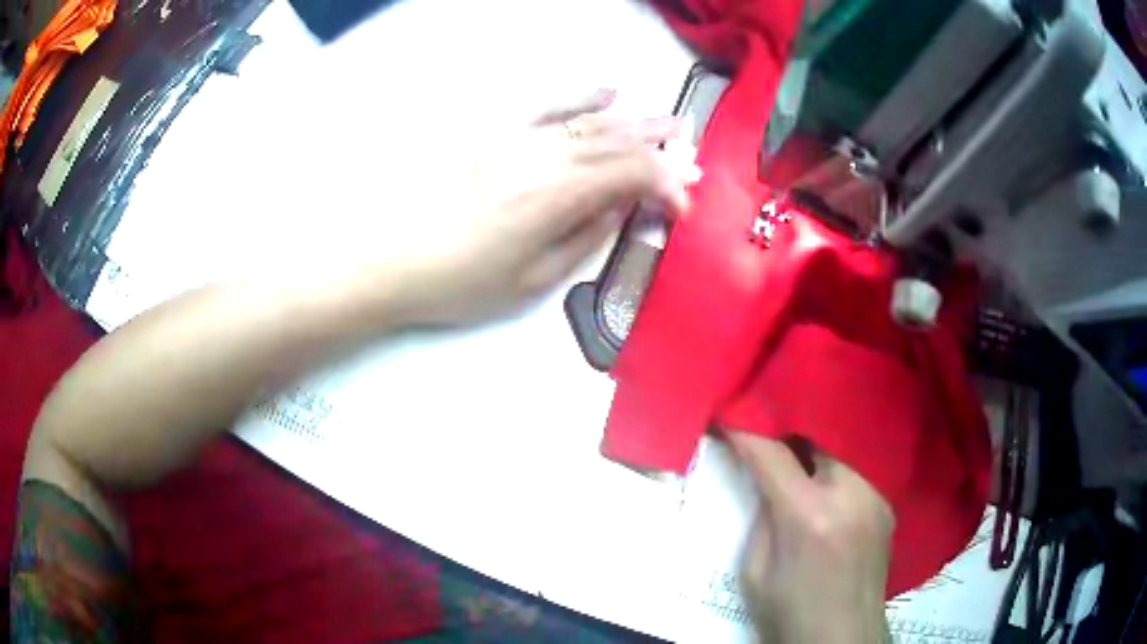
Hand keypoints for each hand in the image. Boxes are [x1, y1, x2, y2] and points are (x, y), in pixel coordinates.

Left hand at [394, 89, 694, 324]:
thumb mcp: (531, 281)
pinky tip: (607, 90)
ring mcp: (517, 137)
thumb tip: (619, 210)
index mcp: (556, 196)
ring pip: (589, 122)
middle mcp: (544, 155)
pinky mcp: (494, 131)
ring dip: (633, 121)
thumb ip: (583, 239)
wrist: (391, 258)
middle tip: (689, 147)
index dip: (666, 186)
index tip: (682, 206)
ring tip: (667, 120)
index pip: (631, 176)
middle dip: (658, 146)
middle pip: (616, 142)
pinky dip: (580, 97)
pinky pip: (545, 104)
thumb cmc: (461, 283)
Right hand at [727, 433, 893, 643]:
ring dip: (813, 468)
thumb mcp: (755, 571)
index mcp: (808, 516)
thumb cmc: (788, 613)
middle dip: (785, 449)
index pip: (772, 455)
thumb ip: (761, 518)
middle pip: (811, 446)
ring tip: (800, 486)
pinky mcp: (887, 507)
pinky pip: (854, 481)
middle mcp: (850, 495)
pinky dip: (835, 485)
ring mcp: (875, 498)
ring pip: (835, 461)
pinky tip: (828, 507)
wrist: (841, 638)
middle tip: (765, 460)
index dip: (746, 434)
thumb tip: (764, 484)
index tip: (727, 422)